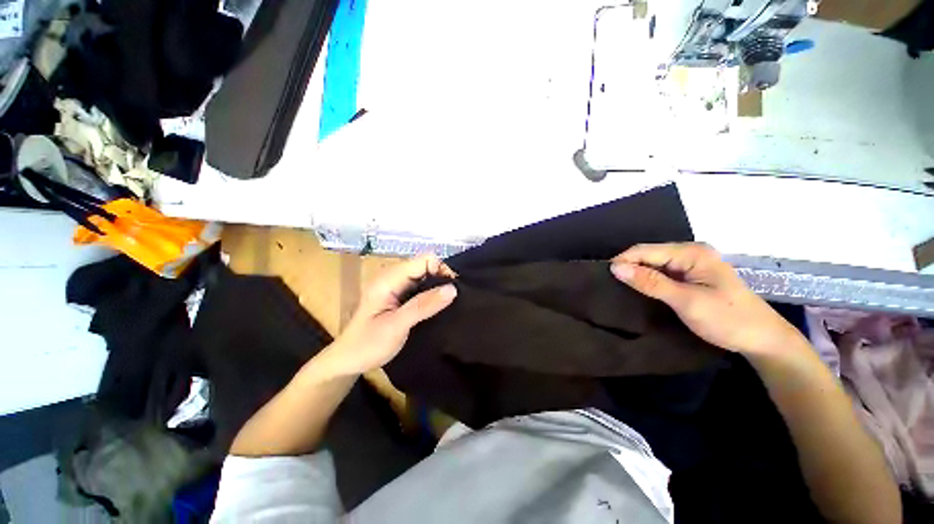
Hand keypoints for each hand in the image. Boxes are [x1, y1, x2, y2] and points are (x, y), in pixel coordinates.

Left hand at [329, 254, 457, 374]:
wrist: (348, 361)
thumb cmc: (368, 344)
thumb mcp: (397, 325)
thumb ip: (423, 305)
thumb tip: (452, 288)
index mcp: (389, 279)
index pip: (424, 260)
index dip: (442, 269)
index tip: (454, 289)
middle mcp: (393, 278)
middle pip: (425, 266)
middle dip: (442, 278)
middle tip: (454, 298)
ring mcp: (396, 287)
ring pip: (425, 277)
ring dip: (438, 287)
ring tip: (450, 303)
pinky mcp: (400, 297)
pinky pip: (421, 288)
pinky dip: (432, 295)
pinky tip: (439, 306)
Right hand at [610, 243, 805, 357]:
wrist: (762, 339)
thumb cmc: (727, 319)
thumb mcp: (686, 301)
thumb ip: (650, 282)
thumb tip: (615, 268)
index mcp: (691, 252)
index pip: (645, 250)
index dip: (622, 261)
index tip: (603, 277)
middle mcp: (689, 253)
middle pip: (648, 255)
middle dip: (628, 268)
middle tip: (608, 285)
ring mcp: (691, 264)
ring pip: (653, 265)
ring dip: (637, 275)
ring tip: (618, 288)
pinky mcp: (690, 276)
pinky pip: (661, 274)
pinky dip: (648, 281)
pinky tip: (638, 290)